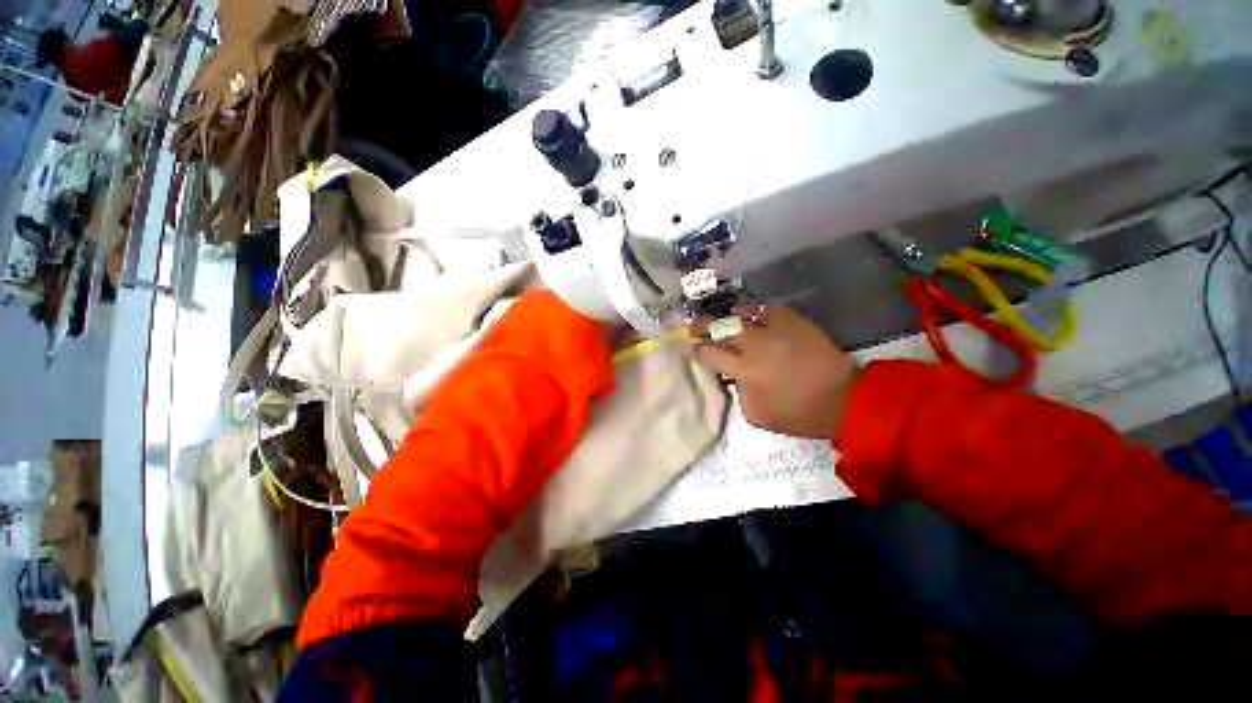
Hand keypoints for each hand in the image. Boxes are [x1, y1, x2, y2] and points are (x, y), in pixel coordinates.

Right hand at [689, 303, 856, 438]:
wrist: (843, 400)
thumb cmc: (797, 413)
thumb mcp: (756, 415)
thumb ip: (738, 394)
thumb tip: (733, 377)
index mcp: (743, 370)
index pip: (709, 354)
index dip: (696, 349)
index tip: (690, 345)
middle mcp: (754, 344)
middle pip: (719, 327)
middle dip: (702, 326)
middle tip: (694, 326)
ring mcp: (774, 329)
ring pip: (741, 313)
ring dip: (727, 316)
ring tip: (723, 318)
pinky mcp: (793, 321)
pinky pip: (767, 308)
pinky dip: (753, 310)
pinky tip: (750, 314)